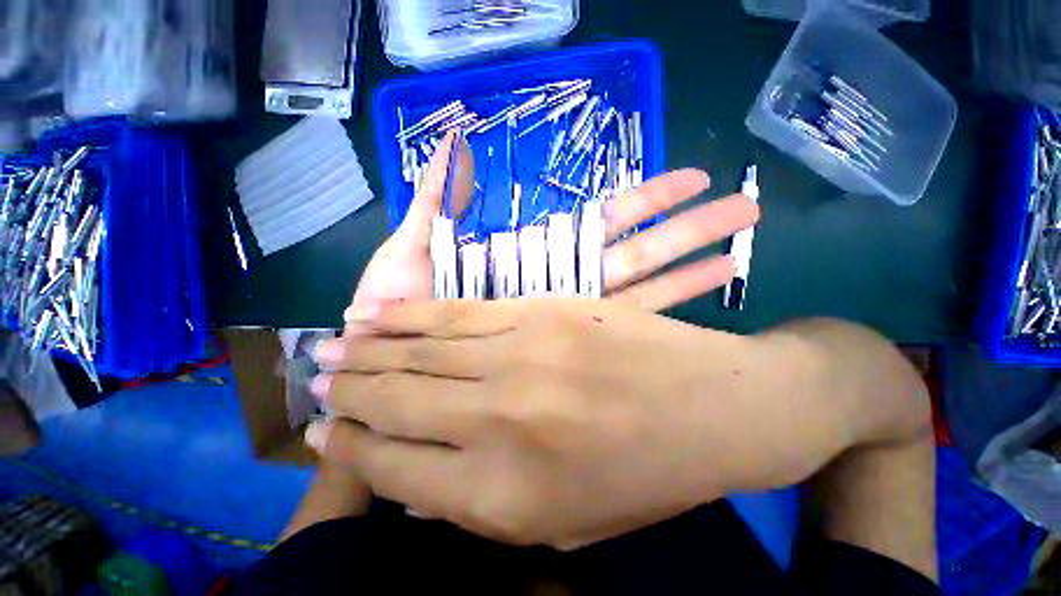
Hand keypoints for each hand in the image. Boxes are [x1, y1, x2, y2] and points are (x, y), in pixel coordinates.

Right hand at [308, 299, 767, 548]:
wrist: (710, 405)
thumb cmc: (643, 474)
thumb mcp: (564, 522)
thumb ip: (481, 500)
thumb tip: (410, 473)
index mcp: (503, 498)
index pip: (392, 470)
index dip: (350, 449)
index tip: (324, 433)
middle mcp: (497, 423)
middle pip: (395, 402)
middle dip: (347, 392)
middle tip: (317, 379)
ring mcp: (519, 358)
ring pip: (420, 350)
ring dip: (369, 350)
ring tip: (335, 344)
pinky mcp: (538, 312)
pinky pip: (458, 314)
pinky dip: (412, 316)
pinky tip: (380, 315)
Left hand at [345, 134, 758, 322]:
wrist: (392, 358)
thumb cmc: (398, 301)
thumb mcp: (414, 245)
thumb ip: (434, 204)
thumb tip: (452, 144)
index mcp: (531, 258)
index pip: (597, 226)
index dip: (644, 202)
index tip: (690, 182)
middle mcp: (557, 286)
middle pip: (630, 252)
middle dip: (683, 230)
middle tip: (742, 211)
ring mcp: (565, 318)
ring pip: (637, 286)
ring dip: (686, 264)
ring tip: (738, 246)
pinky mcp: (563, 348)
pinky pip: (619, 325)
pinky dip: (661, 310)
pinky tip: (702, 296)